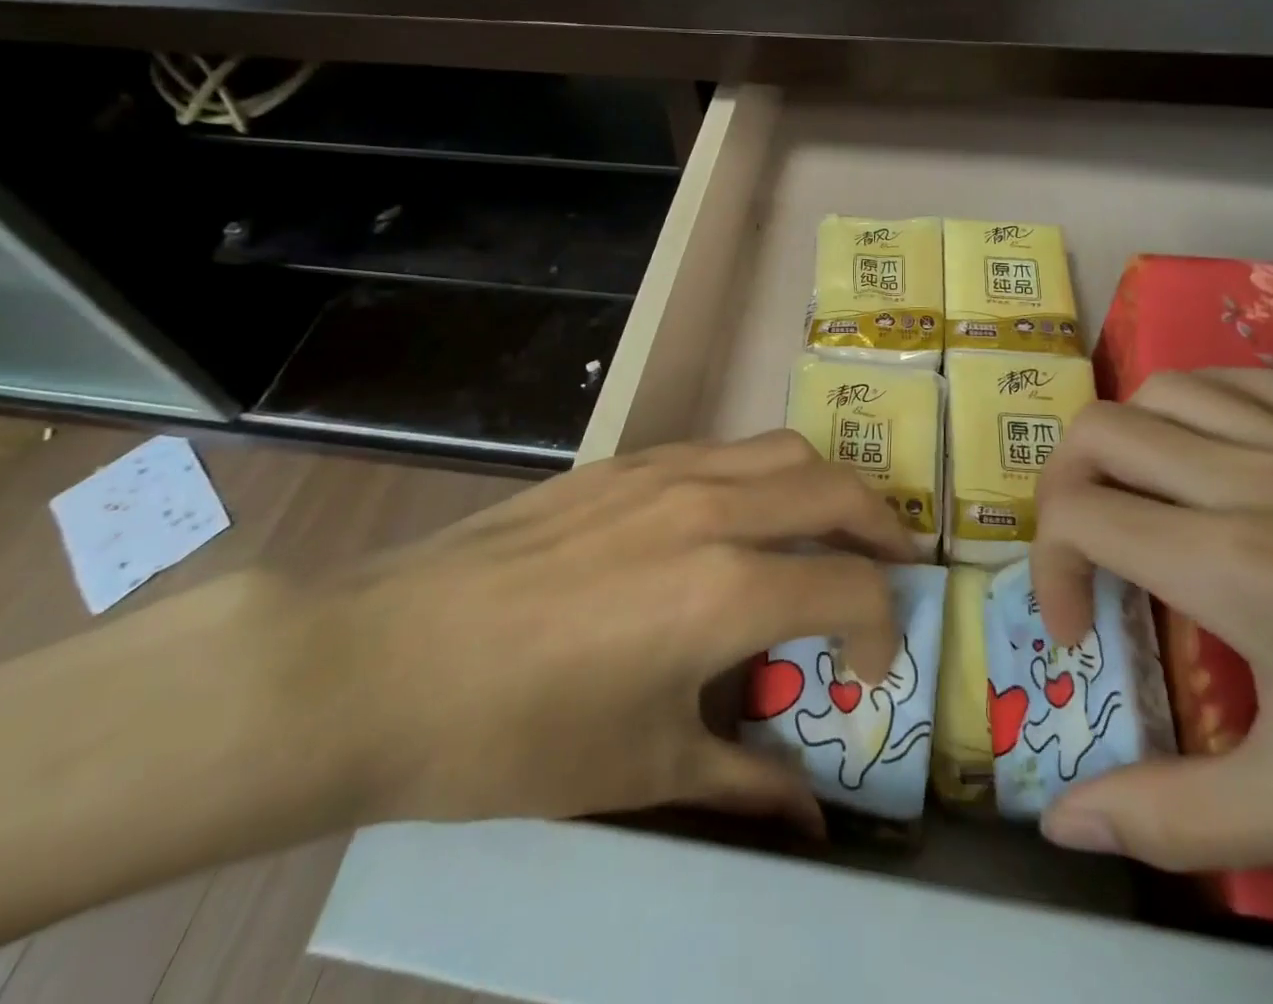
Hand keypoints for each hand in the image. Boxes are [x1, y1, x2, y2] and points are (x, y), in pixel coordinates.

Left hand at [334, 430, 909, 832]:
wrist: (384, 659)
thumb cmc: (516, 735)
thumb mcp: (642, 770)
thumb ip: (744, 784)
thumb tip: (811, 822)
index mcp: (729, 589)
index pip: (854, 588)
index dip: (882, 632)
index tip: (866, 672)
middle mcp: (714, 509)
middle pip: (837, 488)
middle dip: (882, 530)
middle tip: (888, 571)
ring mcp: (667, 471)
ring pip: (783, 449)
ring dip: (823, 489)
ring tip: (823, 533)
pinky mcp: (625, 460)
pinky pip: (722, 449)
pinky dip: (759, 475)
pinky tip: (734, 520)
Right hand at [1031, 369, 1272, 949]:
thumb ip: (1171, 817)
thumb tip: (1061, 826)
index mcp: (1230, 562)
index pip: (1077, 516)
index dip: (1047, 570)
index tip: (1080, 636)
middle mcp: (1251, 478)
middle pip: (1098, 431)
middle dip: (1062, 488)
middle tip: (1088, 556)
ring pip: (1163, 389)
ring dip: (1124, 440)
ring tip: (1142, 502)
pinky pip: (1244, 381)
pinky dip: (1198, 405)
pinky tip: (1215, 456)